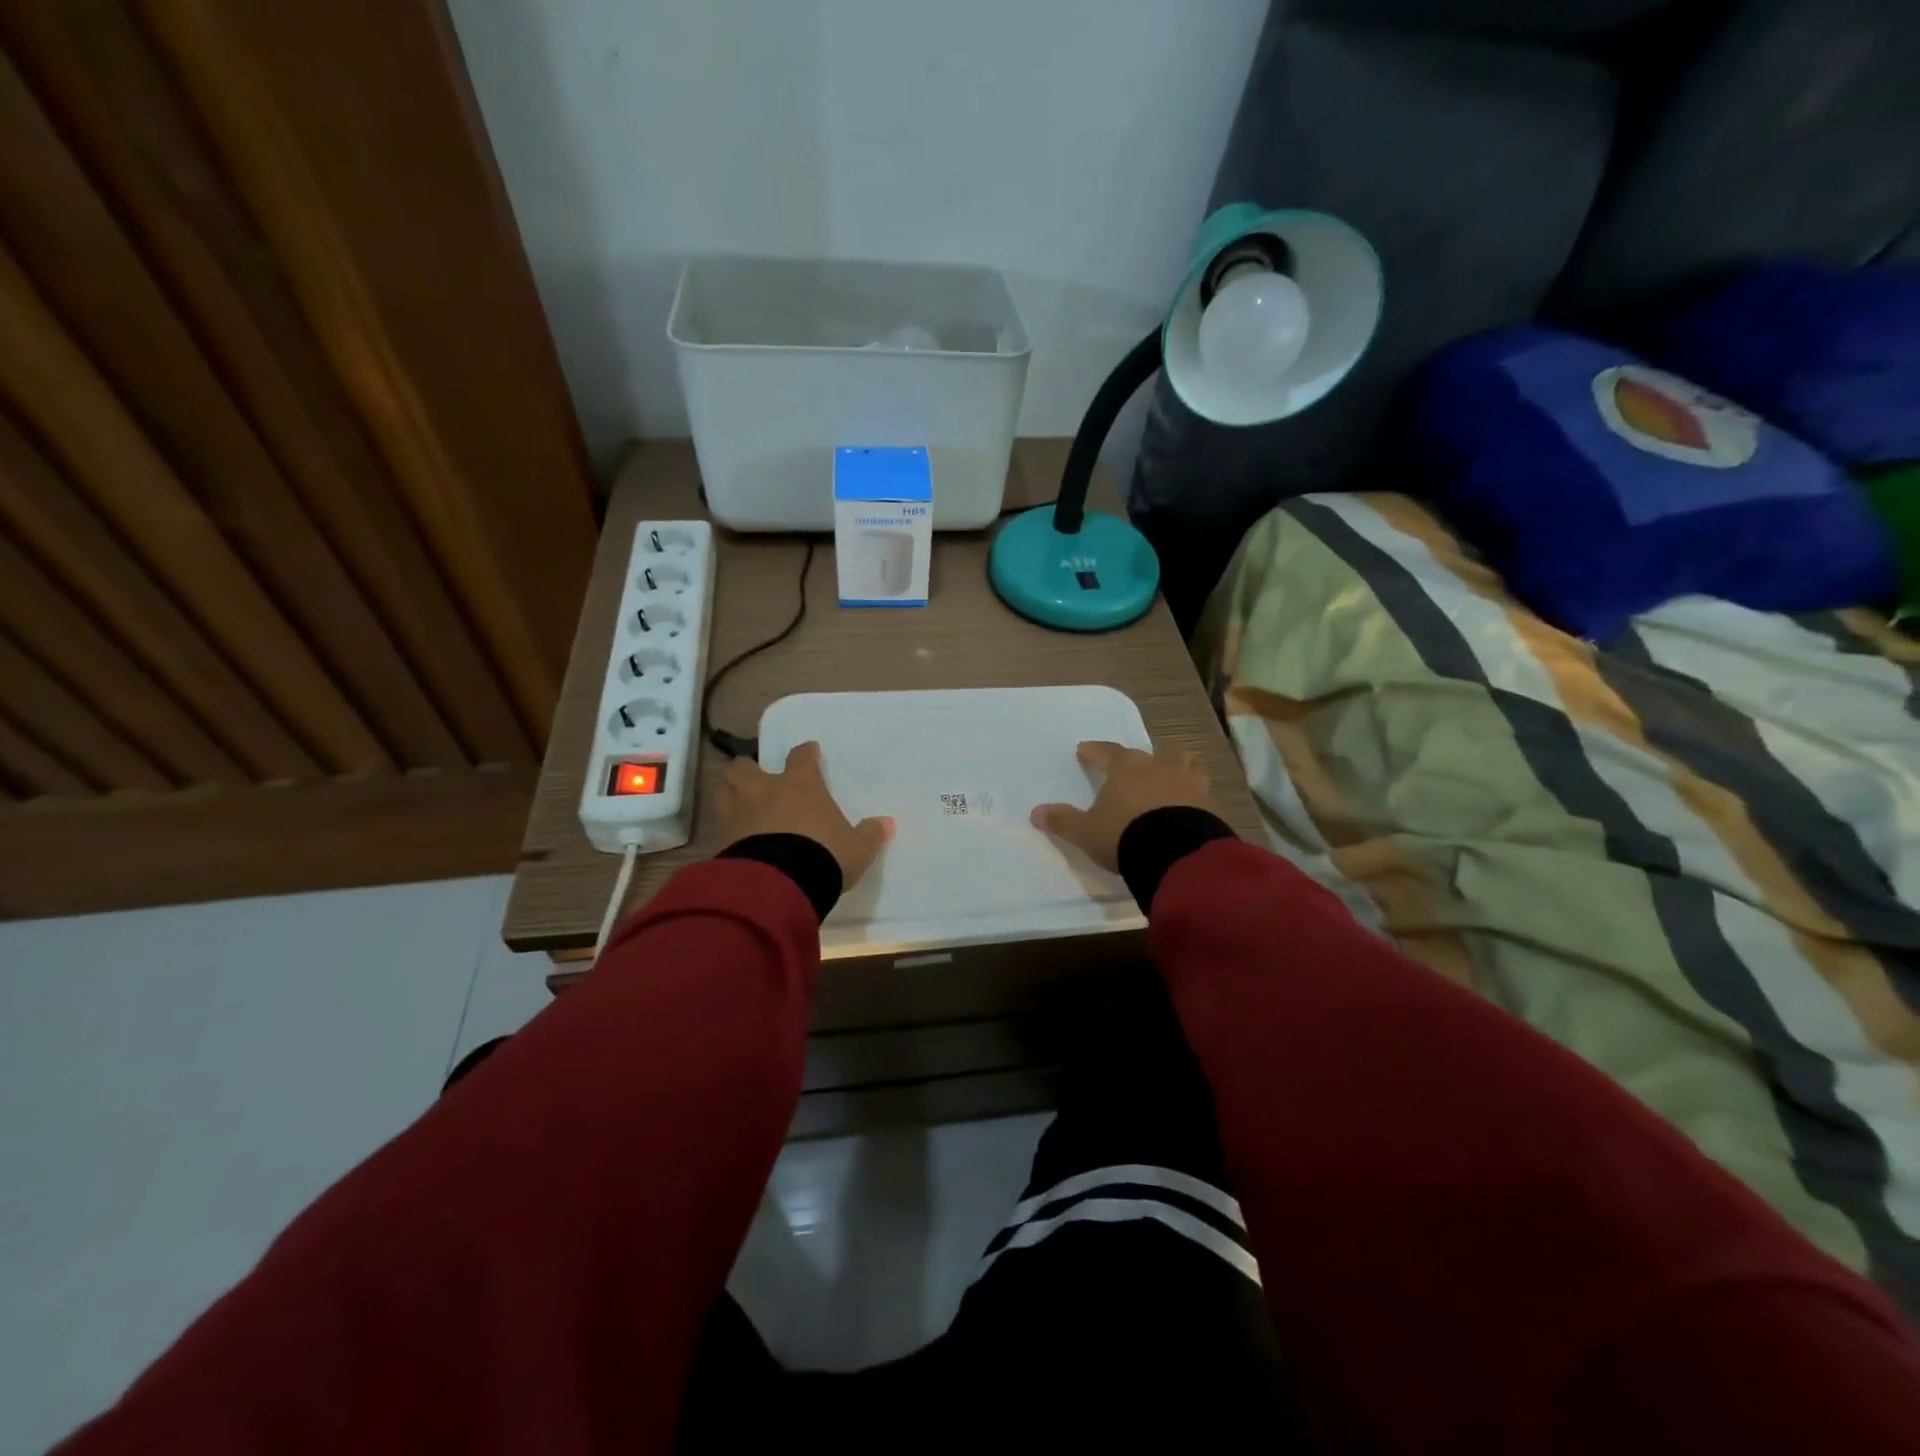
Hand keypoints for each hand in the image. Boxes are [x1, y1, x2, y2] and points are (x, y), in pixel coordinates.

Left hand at [721, 742, 893, 889]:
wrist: (779, 885)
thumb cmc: (823, 855)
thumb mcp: (856, 849)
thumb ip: (869, 835)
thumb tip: (887, 824)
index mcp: (799, 785)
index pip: (801, 757)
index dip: (806, 753)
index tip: (809, 752)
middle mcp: (764, 791)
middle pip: (746, 767)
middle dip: (750, 769)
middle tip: (758, 779)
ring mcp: (738, 814)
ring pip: (725, 791)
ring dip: (732, 795)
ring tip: (741, 806)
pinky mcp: (721, 840)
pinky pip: (722, 826)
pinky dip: (728, 829)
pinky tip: (737, 840)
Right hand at [1031, 740, 1215, 871]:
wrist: (1176, 854)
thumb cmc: (1124, 834)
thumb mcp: (1086, 832)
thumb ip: (1063, 821)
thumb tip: (1035, 812)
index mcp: (1128, 767)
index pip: (1108, 752)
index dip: (1095, 752)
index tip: (1085, 750)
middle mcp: (1160, 767)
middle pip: (1156, 754)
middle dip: (1146, 759)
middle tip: (1139, 767)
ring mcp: (1190, 784)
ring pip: (1186, 767)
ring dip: (1177, 772)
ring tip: (1170, 782)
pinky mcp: (1210, 806)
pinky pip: (1200, 796)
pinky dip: (1192, 800)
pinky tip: (1186, 811)